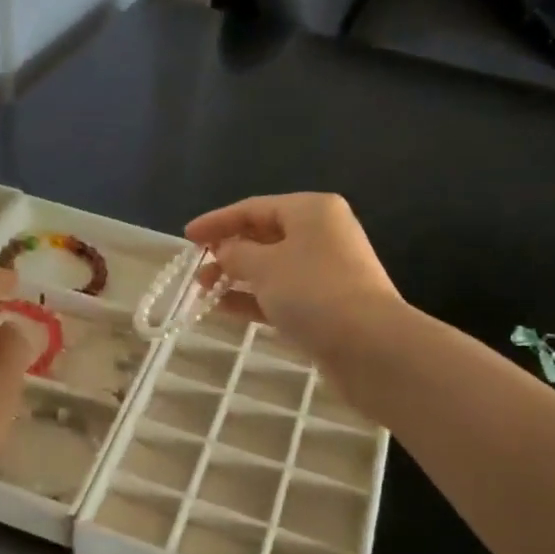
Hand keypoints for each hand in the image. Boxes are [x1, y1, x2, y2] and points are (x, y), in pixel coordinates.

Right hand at [186, 194, 402, 364]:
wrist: (368, 345)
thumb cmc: (313, 292)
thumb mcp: (264, 266)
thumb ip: (236, 254)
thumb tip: (225, 251)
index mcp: (311, 211)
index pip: (253, 208)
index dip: (216, 221)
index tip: (186, 237)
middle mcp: (321, 234)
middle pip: (264, 236)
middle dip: (227, 251)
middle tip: (196, 269)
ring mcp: (326, 271)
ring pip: (271, 267)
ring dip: (237, 277)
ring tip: (203, 291)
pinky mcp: (326, 304)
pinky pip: (281, 294)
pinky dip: (254, 299)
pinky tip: (225, 310)